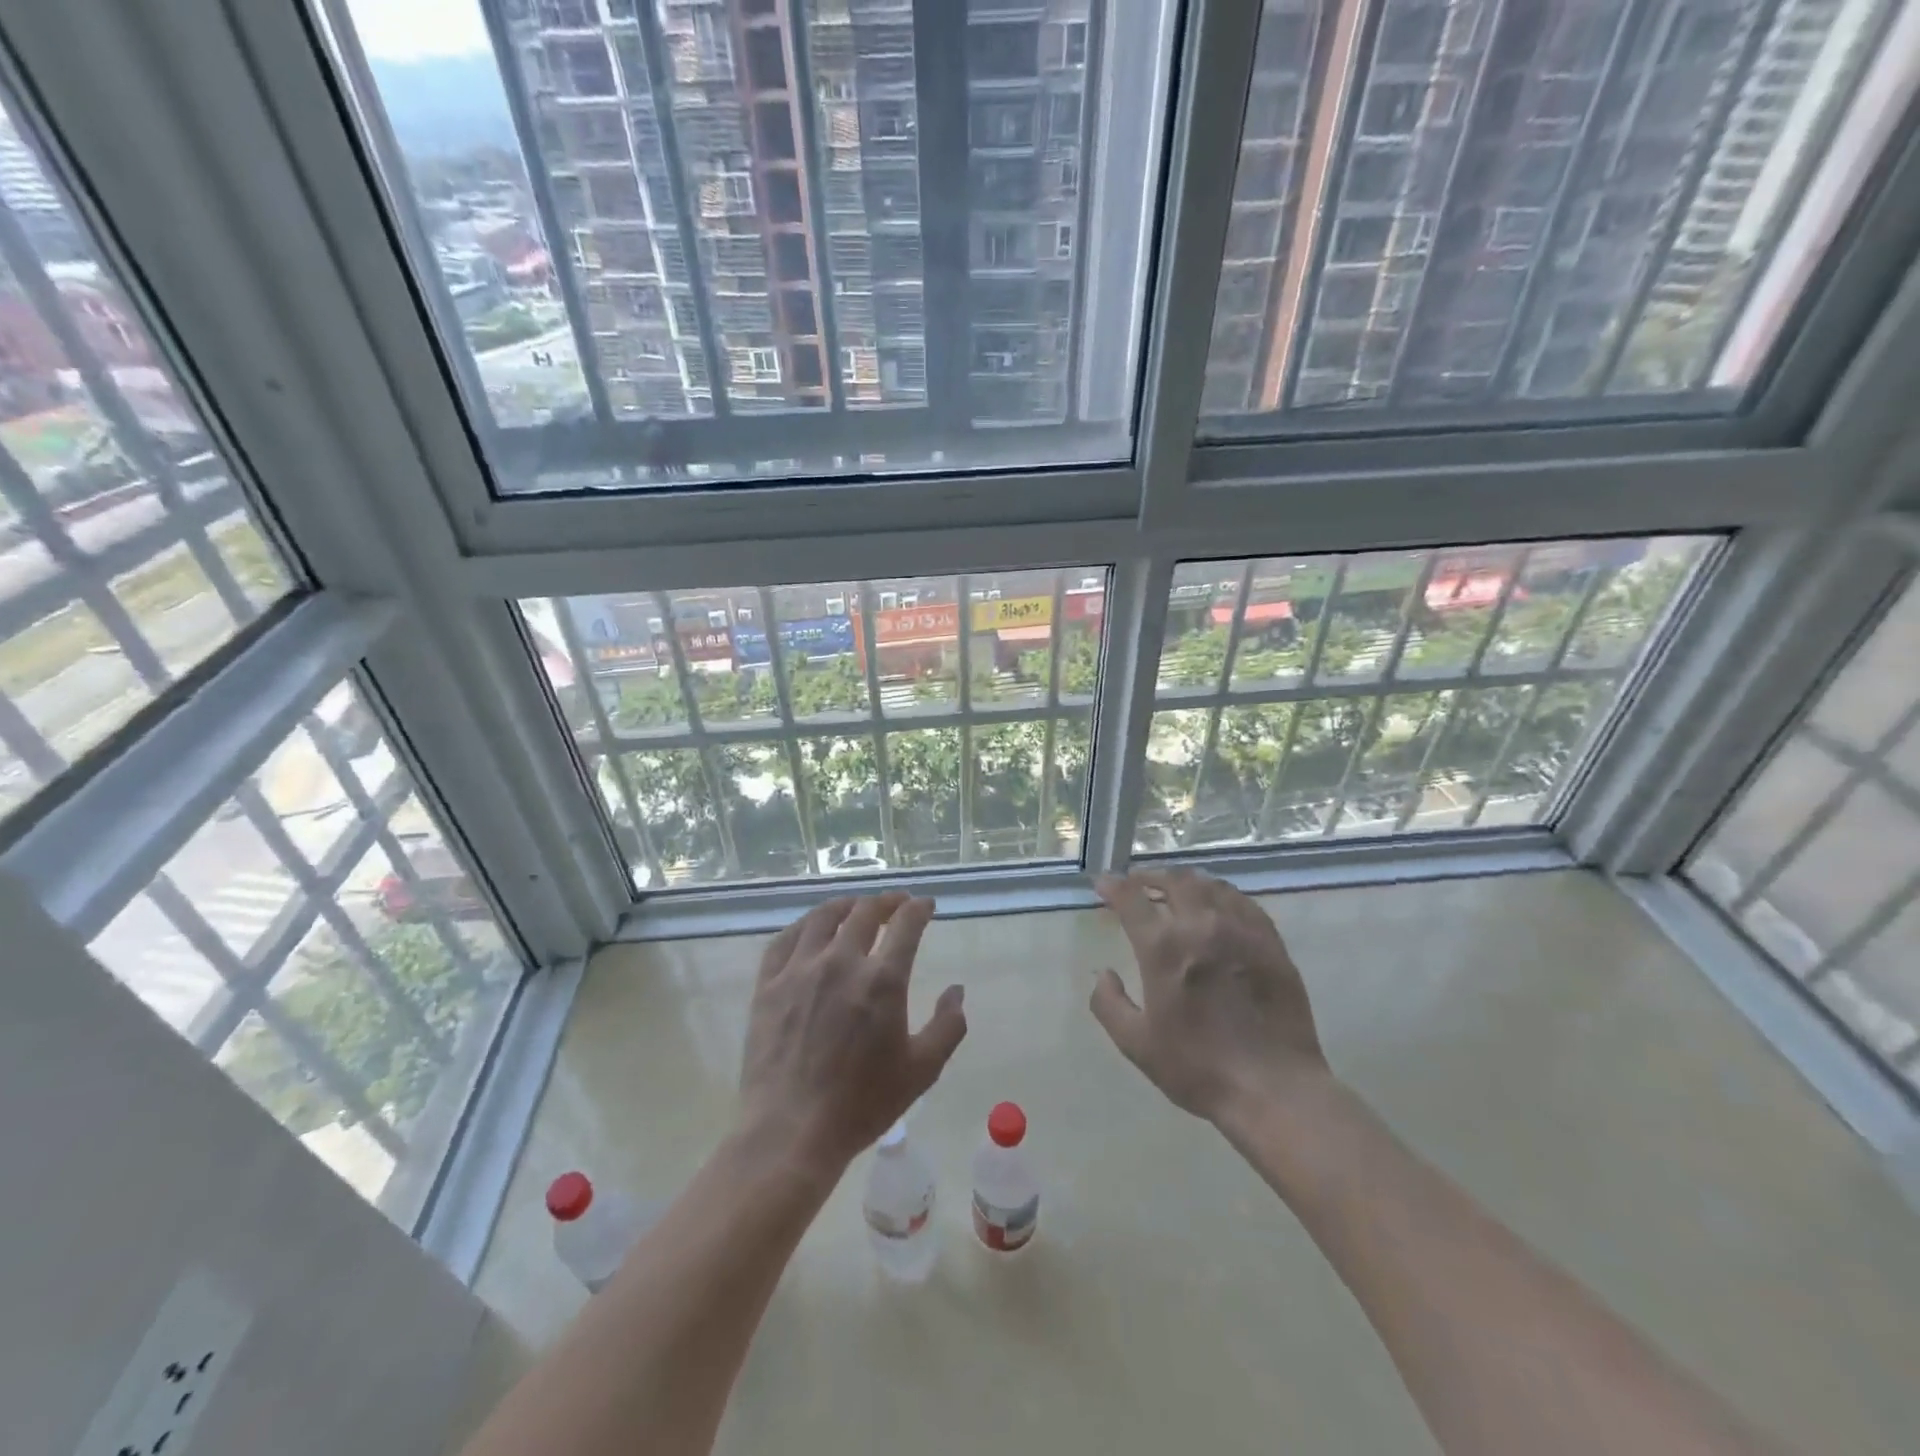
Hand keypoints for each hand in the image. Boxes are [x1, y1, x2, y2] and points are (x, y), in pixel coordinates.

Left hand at [738, 893, 967, 1176]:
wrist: (791, 1132)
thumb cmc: (862, 1104)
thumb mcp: (922, 1070)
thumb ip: (948, 1026)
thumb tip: (957, 990)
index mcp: (882, 980)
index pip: (906, 925)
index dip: (919, 909)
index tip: (926, 905)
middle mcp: (841, 962)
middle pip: (864, 912)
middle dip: (886, 902)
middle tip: (896, 904)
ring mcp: (799, 970)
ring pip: (823, 917)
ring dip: (846, 905)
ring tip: (855, 907)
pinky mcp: (768, 985)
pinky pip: (785, 939)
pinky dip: (804, 925)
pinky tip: (811, 929)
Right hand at [1089, 869, 1329, 1122]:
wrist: (1274, 1089)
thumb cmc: (1198, 1068)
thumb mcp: (1137, 1044)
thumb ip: (1109, 1004)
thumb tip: (1104, 973)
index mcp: (1164, 948)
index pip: (1132, 898)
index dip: (1113, 885)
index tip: (1103, 883)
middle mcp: (1201, 926)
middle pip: (1174, 881)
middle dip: (1150, 876)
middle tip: (1138, 884)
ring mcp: (1241, 930)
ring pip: (1209, 885)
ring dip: (1185, 881)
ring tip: (1175, 890)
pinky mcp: (1270, 942)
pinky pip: (1242, 901)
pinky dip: (1220, 894)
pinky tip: (1217, 905)